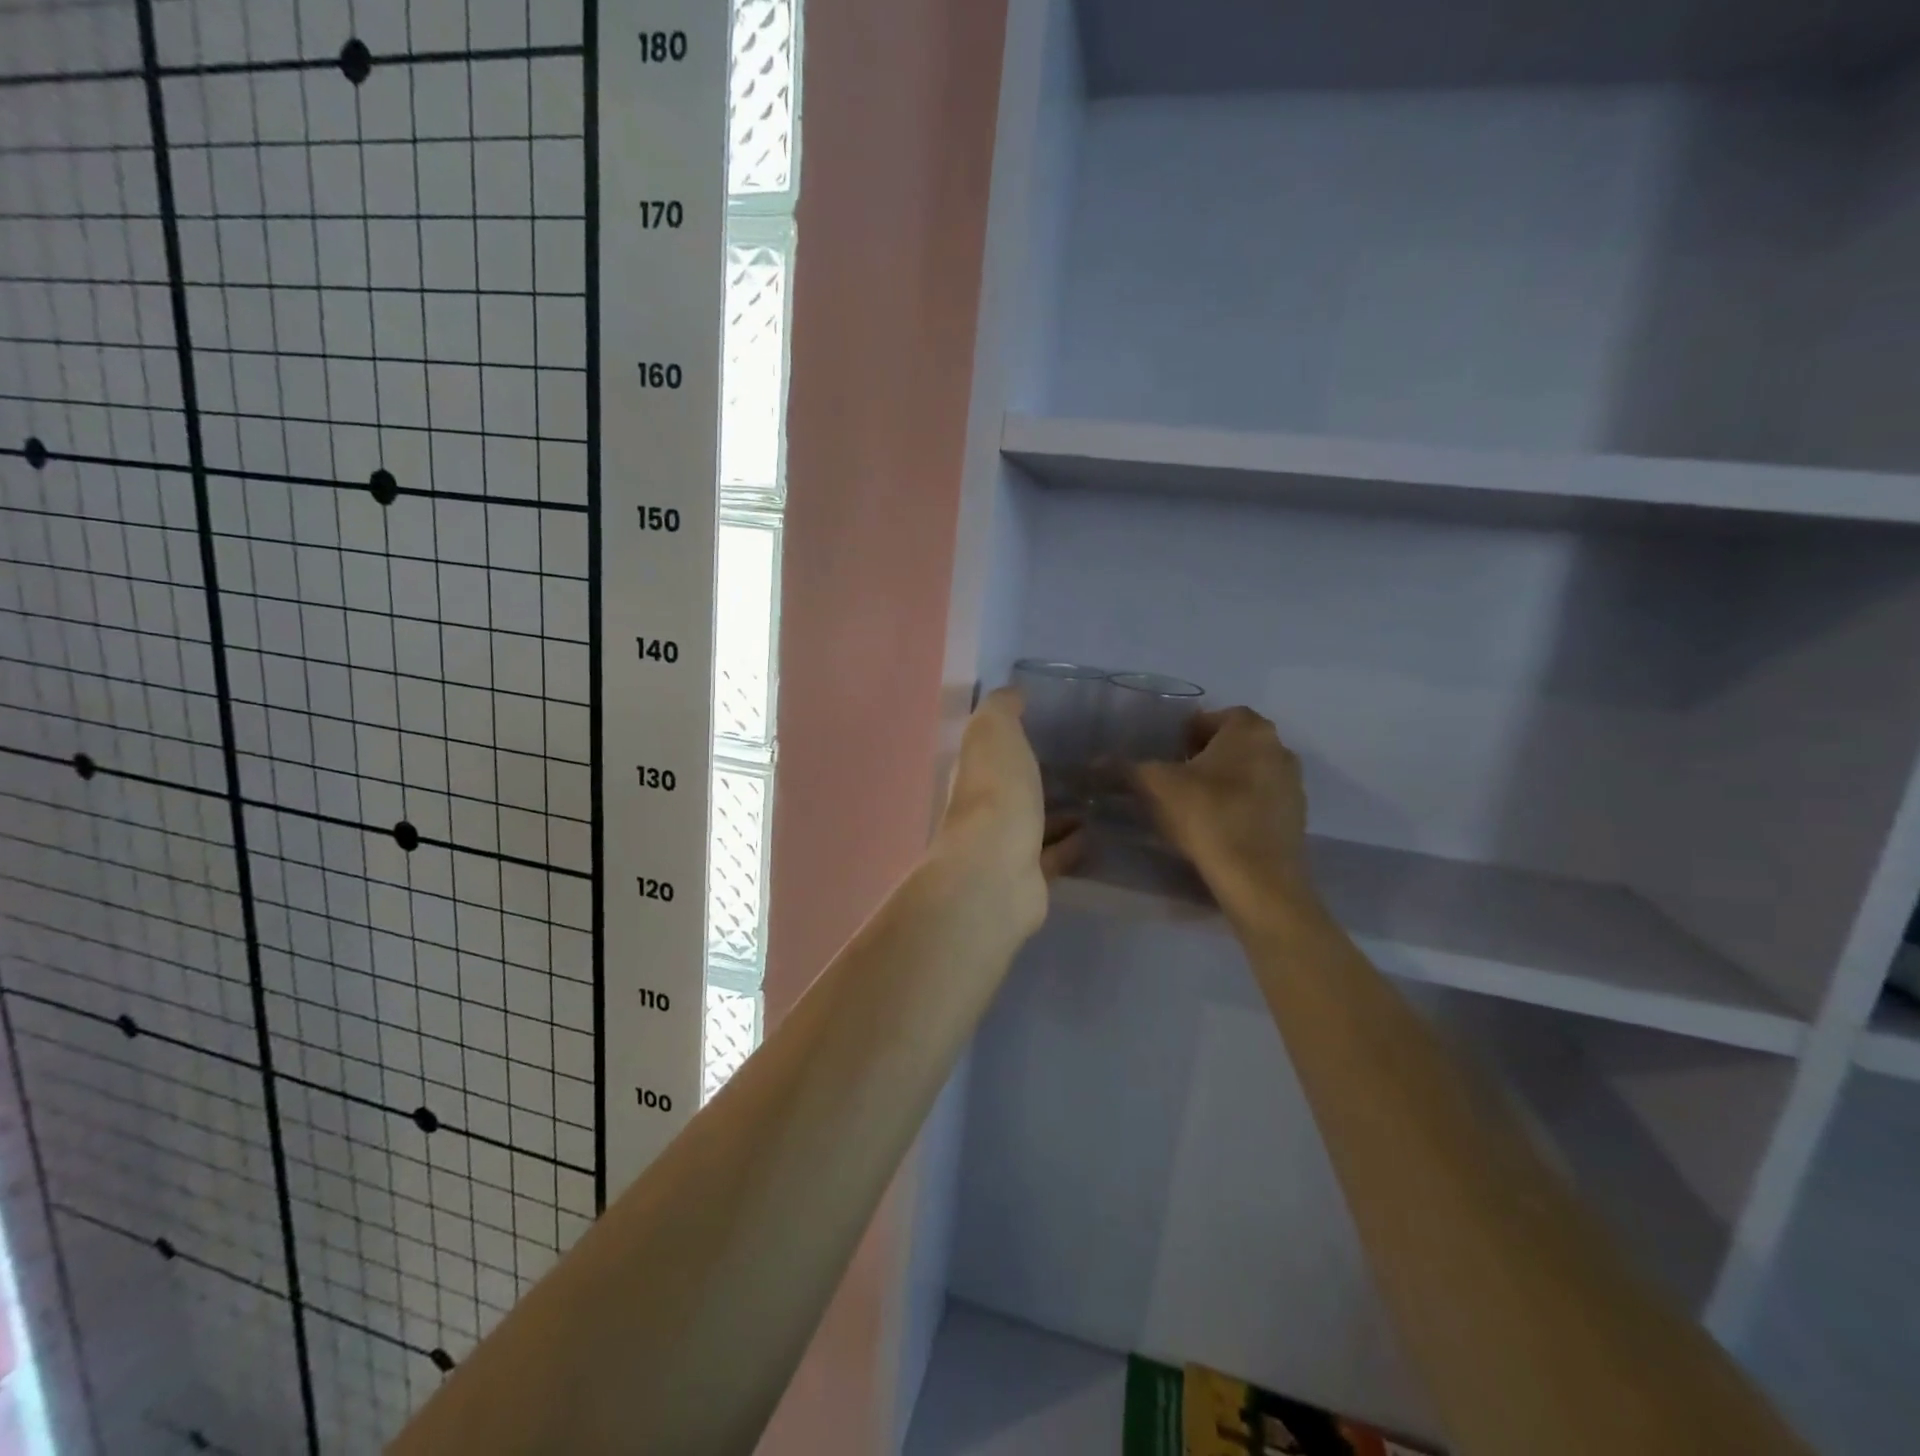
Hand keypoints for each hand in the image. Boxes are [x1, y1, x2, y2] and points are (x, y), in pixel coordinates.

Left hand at [934, 688, 1085, 932]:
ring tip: (1097, 795)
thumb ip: (1001, 709)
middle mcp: (983, 809)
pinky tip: (1097, 832)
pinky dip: (1072, 844)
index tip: (1047, 723)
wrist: (996, 872)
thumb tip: (1011, 692)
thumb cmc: (996, 793)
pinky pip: (1054, 856)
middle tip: (1081, 762)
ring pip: (1034, 822)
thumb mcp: (994, 732)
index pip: (989, 750)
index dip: (1012, 737)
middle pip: (1011, 788)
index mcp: (973, 772)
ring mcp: (1004, 845)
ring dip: (1058, 811)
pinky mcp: (1029, 877)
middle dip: (1037, 776)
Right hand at [1133, 707, 1317, 921]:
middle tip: (1177, 778)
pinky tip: (1217, 828)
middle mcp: (1278, 748)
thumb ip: (1125, 769)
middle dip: (1206, 757)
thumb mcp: (1155, 787)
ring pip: (1250, 773)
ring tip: (1194, 806)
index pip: (1216, 717)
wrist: (1258, 878)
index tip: (1168, 754)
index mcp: (1249, 730)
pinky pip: (1261, 802)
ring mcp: (1293, 785)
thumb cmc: (1207, 815)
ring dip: (1225, 782)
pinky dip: (1241, 807)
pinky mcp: (1296, 819)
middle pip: (1235, 744)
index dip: (1189, 733)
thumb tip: (1094, 762)